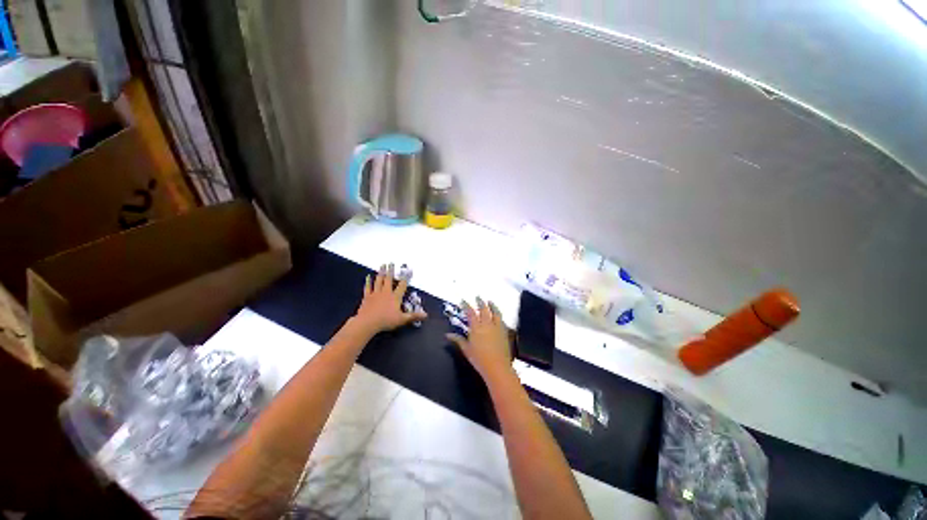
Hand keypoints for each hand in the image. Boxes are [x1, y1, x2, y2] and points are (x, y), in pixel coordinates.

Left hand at [353, 263, 427, 334]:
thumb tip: (425, 315)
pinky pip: (368, 287)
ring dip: (381, 272)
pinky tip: (368, 277)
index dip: (406, 278)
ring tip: (382, 265)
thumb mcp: (402, 319)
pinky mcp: (367, 297)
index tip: (408, 271)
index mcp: (395, 297)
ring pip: (379, 281)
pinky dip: (368, 281)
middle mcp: (386, 293)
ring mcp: (375, 294)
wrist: (367, 323)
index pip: (402, 286)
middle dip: (391, 271)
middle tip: (391, 263)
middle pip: (389, 279)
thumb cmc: (386, 321)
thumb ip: (414, 316)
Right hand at [447, 297, 512, 381]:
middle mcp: (487, 324)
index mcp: (476, 327)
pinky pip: (501, 320)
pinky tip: (498, 316)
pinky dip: (498, 315)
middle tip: (478, 297)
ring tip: (490, 302)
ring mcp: (497, 327)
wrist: (497, 367)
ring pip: (495, 312)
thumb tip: (447, 335)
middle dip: (480, 302)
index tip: (463, 301)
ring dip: (492, 305)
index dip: (466, 305)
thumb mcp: (466, 349)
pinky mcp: (504, 332)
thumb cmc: (479, 359)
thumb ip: (458, 340)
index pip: (470, 313)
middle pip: (484, 309)